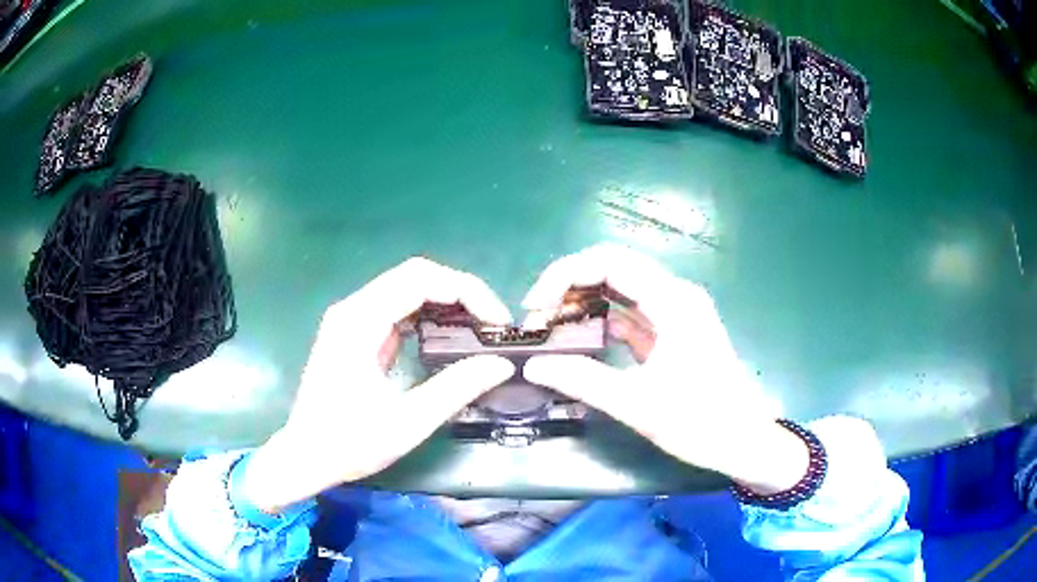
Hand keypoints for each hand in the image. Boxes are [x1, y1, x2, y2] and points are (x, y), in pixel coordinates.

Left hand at [241, 258, 515, 512]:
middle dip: (460, 292)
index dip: (466, 291)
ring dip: (445, 302)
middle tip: (493, 325)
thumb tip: (501, 364)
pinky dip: (428, 316)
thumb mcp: (408, 422)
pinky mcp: (355, 333)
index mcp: (359, 321)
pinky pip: (397, 308)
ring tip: (478, 330)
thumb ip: (456, 388)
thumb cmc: (349, 443)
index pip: (421, 279)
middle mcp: (353, 309)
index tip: (497, 322)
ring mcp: (352, 319)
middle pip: (415, 275)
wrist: (306, 457)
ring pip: (407, 288)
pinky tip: (448, 337)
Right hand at [521, 244, 807, 493]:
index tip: (536, 306)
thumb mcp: (638, 405)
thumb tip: (532, 366)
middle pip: (613, 269)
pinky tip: (578, 341)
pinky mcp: (672, 334)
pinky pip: (630, 316)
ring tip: (550, 328)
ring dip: (584, 304)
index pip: (610, 261)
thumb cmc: (700, 422)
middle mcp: (675, 296)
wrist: (743, 442)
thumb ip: (582, 380)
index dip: (566, 274)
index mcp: (673, 301)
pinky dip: (601, 323)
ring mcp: (675, 314)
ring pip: (620, 292)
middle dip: (570, 285)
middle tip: (537, 316)